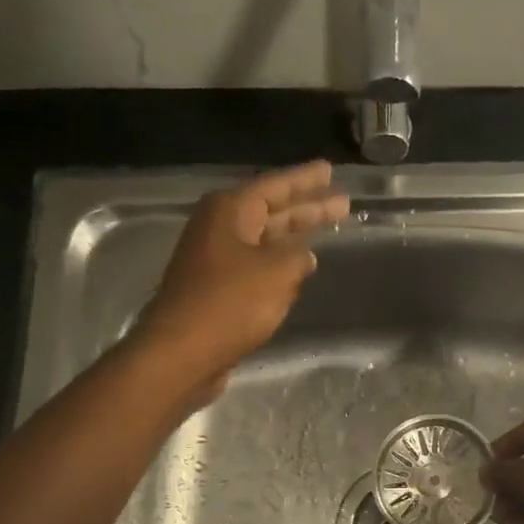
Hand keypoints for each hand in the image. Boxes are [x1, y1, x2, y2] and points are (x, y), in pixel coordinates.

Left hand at [132, 161, 347, 402]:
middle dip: (307, 207)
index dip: (305, 179)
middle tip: (341, 202)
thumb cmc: (230, 303)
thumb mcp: (277, 272)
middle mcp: (219, 228)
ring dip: (294, 235)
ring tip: (326, 230)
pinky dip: (279, 263)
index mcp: (230, 212)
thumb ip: (299, 256)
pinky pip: (256, 265)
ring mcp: (215, 259)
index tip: (330, 169)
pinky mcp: (217, 288)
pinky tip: (299, 268)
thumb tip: (304, 256)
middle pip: (271, 211)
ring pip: (265, 239)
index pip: (275, 186)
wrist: (182, 353)